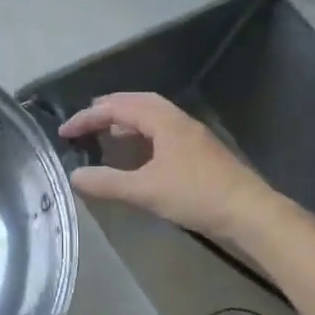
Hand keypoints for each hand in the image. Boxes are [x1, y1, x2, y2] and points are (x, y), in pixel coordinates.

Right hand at [60, 92, 280, 245]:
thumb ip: (107, 182)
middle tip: (85, 121)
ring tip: (107, 133)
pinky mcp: (199, 151)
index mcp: (162, 120)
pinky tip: (138, 154)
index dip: (87, 117)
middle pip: (136, 102)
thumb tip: (74, 176)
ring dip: (126, 119)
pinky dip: (142, 133)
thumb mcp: (146, 190)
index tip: (64, 132)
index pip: (116, 108)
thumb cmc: (196, 195)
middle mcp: (177, 119)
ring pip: (152, 115)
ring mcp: (191, 134)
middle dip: (107, 109)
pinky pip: (162, 130)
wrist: (250, 213)